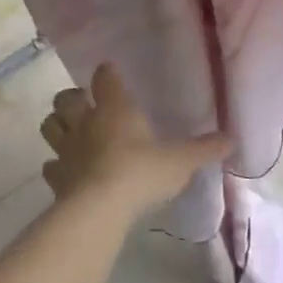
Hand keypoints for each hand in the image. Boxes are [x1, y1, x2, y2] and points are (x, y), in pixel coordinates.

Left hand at [39, 64, 229, 218]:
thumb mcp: (181, 161)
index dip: (107, 74)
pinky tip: (68, 171)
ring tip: (72, 132)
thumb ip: (204, 149)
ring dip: (58, 125)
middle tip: (86, 104)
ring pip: (50, 126)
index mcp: (115, 108)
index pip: (105, 77)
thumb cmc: (142, 173)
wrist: (100, 209)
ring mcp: (66, 150)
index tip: (110, 73)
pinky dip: (57, 165)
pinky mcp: (56, 178)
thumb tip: (232, 139)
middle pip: (66, 99)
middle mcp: (86, 122)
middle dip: (72, 98)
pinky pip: (50, 165)